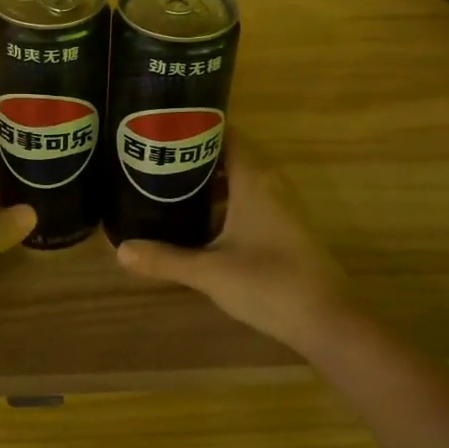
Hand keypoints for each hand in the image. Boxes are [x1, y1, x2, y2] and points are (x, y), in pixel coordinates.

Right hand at [116, 138, 348, 350]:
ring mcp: (283, 205)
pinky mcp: (287, 227)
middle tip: (157, 159)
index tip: (163, 129)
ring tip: (170, 186)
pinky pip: (252, 198)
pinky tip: (201, 221)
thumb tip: (120, 250)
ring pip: (242, 179)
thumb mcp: (209, 272)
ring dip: (211, 181)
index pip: (225, 133)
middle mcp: (271, 182)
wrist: (328, 320)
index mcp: (254, 179)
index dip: (195, 127)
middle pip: (231, 154)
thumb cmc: (268, 283)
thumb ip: (165, 259)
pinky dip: (227, 200)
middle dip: (196, 156)